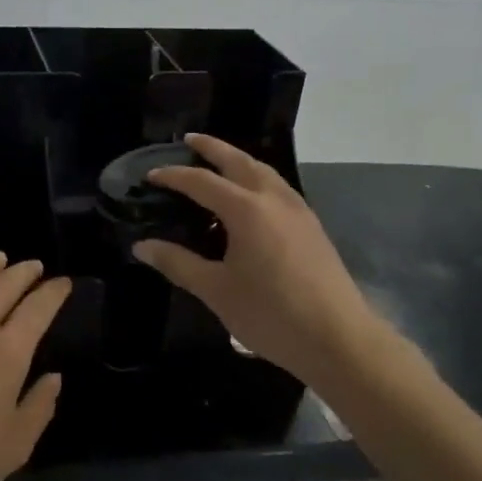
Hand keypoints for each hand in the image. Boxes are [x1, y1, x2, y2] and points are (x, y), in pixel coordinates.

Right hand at [133, 134, 384, 381]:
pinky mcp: (311, 226)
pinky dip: (257, 179)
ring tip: (219, 163)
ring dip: (238, 160)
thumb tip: (142, 247)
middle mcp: (274, 199)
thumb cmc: (271, 314)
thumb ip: (178, 263)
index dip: (174, 176)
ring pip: (264, 171)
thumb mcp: (217, 291)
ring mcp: (298, 210)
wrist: (339, 339)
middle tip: (189, 141)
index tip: (150, 175)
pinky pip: (278, 188)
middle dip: (212, 148)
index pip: (202, 182)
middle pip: (239, 161)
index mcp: (247, 210)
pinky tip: (250, 198)